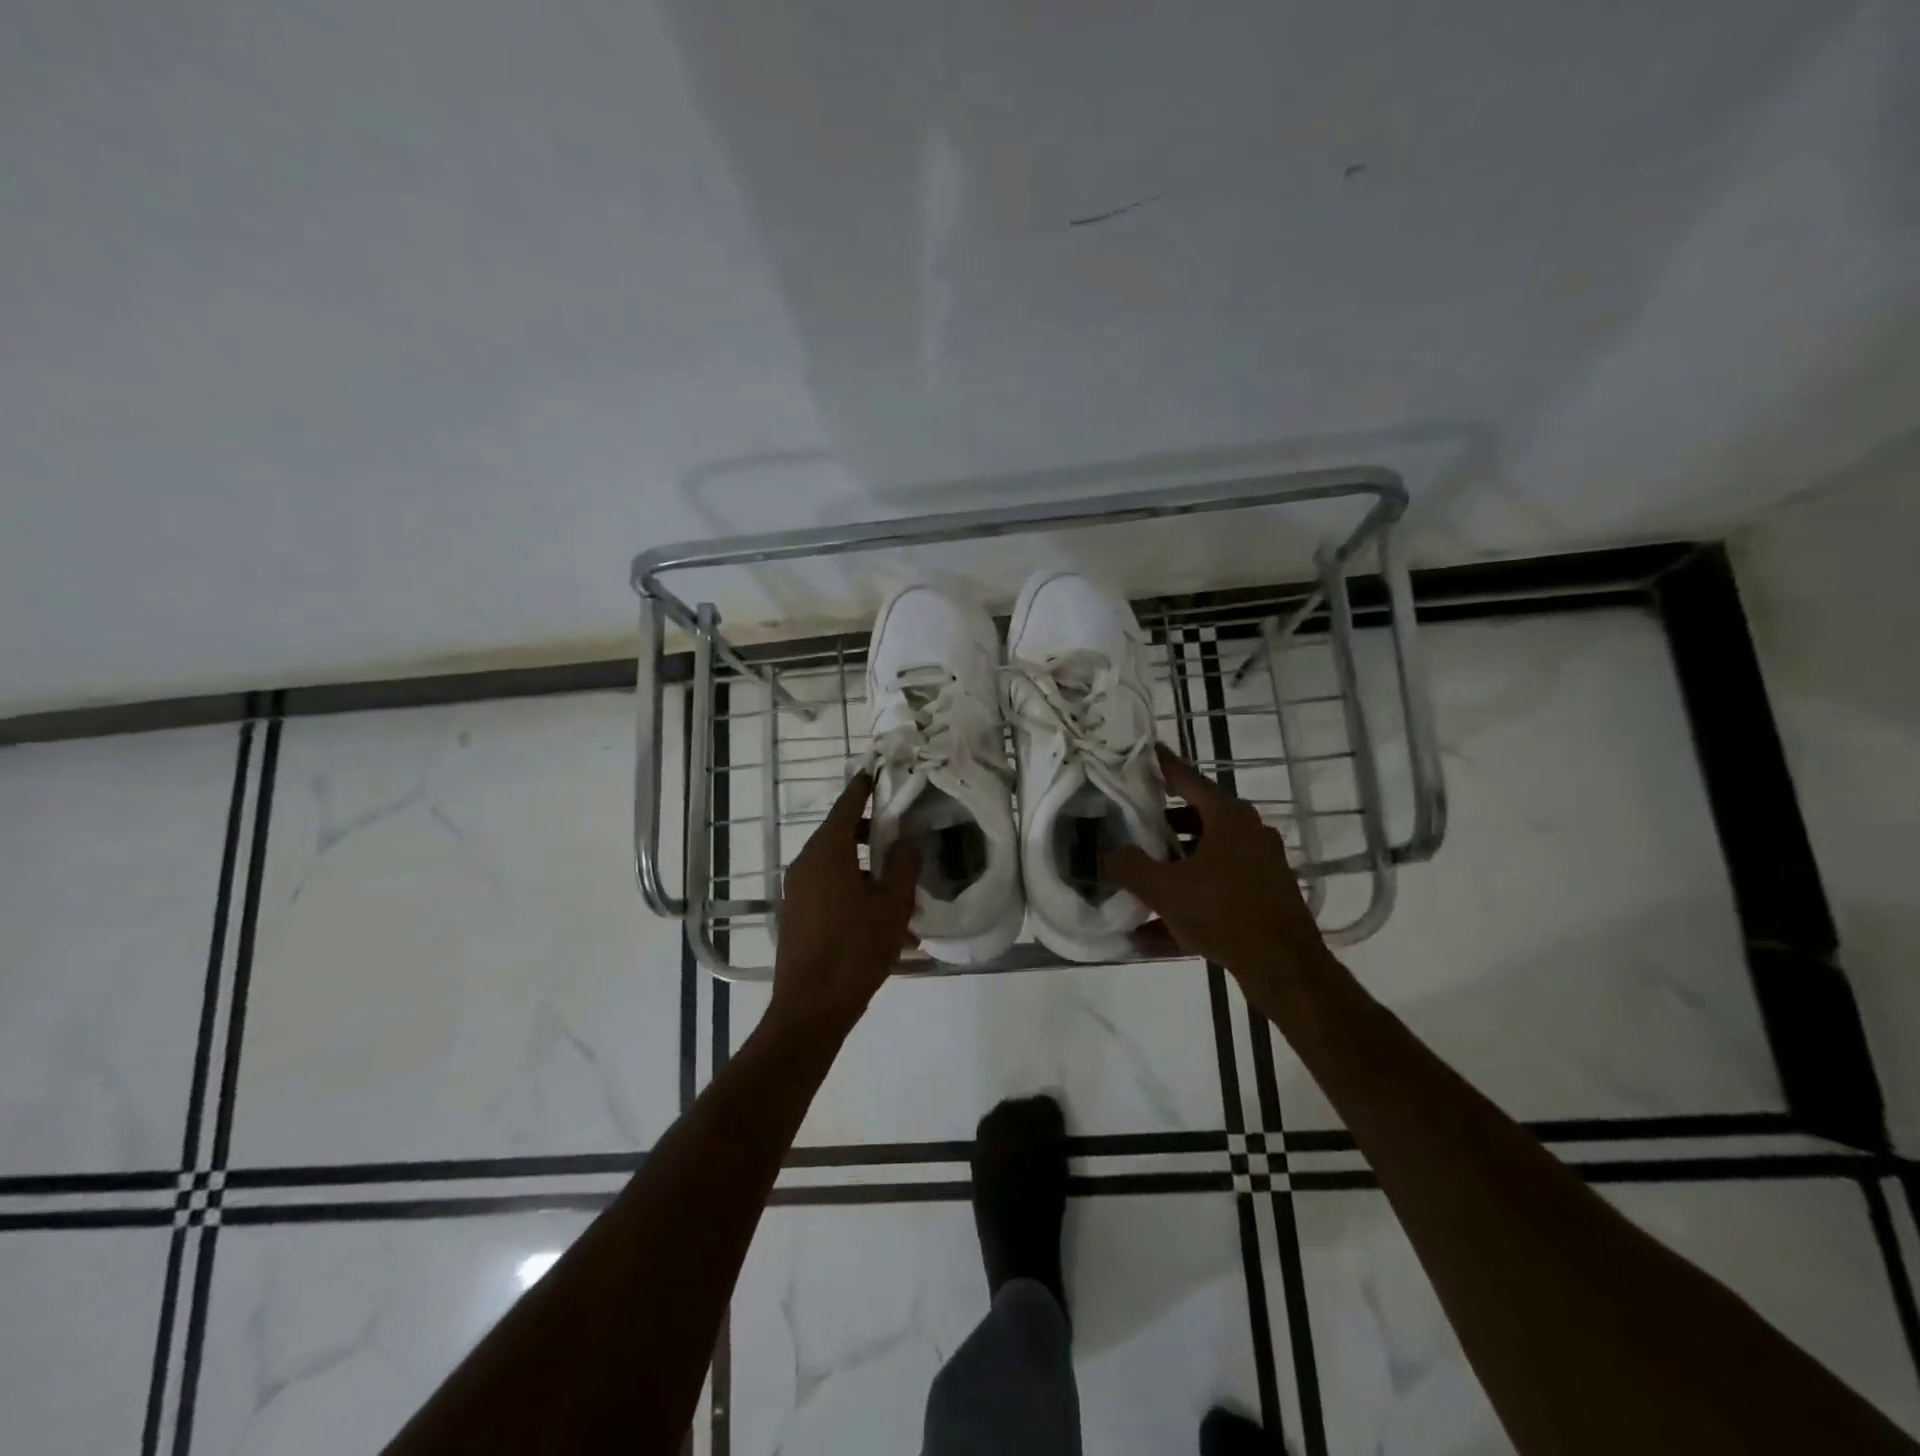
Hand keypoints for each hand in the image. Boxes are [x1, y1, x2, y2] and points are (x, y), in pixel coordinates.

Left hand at [769, 771, 919, 1037]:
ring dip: (863, 866)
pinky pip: (827, 888)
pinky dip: (851, 889)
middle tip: (900, 835)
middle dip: (870, 832)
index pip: (847, 806)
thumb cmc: (856, 949)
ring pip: (835, 864)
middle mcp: (805, 863)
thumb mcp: (893, 905)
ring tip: (896, 886)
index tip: (877, 772)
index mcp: (827, 851)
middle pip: (840, 833)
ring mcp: (796, 890)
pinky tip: (878, 918)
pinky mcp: (795, 914)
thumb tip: (906, 839)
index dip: (864, 788)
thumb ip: (904, 864)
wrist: (811, 1007)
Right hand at [1106, 745, 1334, 987]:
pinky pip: (1216, 891)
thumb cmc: (1223, 912)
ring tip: (1137, 878)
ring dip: (1173, 867)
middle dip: (1162, 823)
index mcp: (1228, 817)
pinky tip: (1151, 933)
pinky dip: (1187, 902)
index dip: (1162, 766)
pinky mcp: (1263, 898)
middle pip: (1197, 818)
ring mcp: (1260, 866)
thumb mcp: (1165, 889)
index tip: (1143, 753)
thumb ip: (1130, 867)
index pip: (1188, 779)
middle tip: (1130, 824)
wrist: (1284, 967)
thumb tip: (1109, 854)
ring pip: (1206, 857)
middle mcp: (1248, 833)